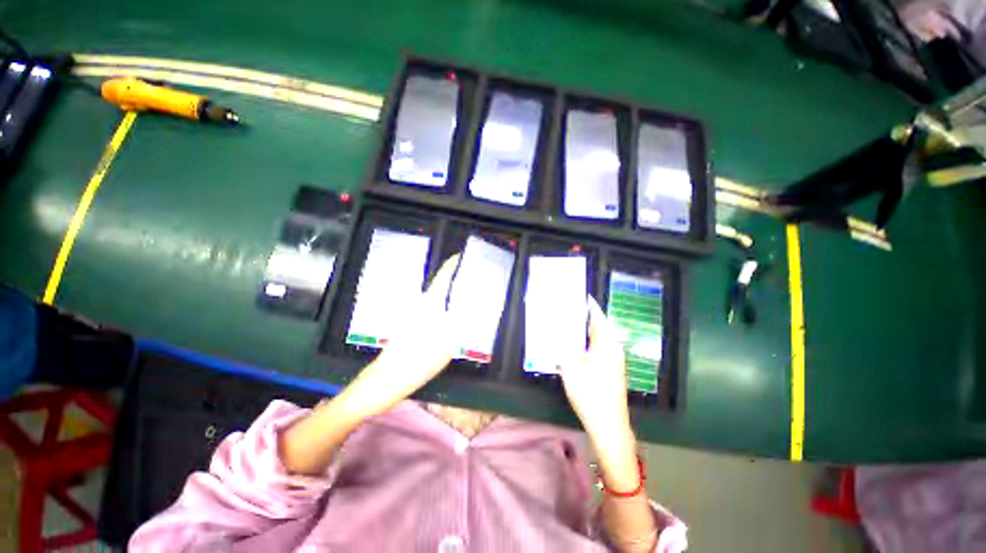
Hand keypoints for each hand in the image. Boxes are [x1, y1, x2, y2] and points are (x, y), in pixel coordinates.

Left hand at [348, 255, 461, 414]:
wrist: (385, 381)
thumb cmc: (416, 362)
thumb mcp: (446, 345)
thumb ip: (459, 326)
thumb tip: (467, 311)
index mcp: (428, 307)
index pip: (441, 280)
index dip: (450, 266)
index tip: (459, 257)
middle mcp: (419, 308)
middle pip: (438, 288)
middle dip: (452, 281)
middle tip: (468, 280)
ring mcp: (412, 318)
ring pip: (434, 300)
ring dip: (447, 296)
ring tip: (463, 298)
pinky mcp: (409, 328)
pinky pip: (430, 312)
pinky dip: (441, 310)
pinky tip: (449, 319)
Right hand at [560, 296, 632, 451]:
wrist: (609, 426)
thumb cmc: (590, 393)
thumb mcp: (571, 366)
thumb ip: (566, 345)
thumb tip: (562, 330)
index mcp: (606, 345)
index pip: (599, 318)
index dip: (591, 307)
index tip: (583, 297)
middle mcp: (614, 349)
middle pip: (601, 328)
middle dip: (588, 318)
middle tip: (572, 310)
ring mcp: (615, 361)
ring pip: (601, 339)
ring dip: (588, 331)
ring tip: (572, 326)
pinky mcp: (613, 371)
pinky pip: (601, 349)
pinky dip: (590, 343)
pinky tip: (579, 348)